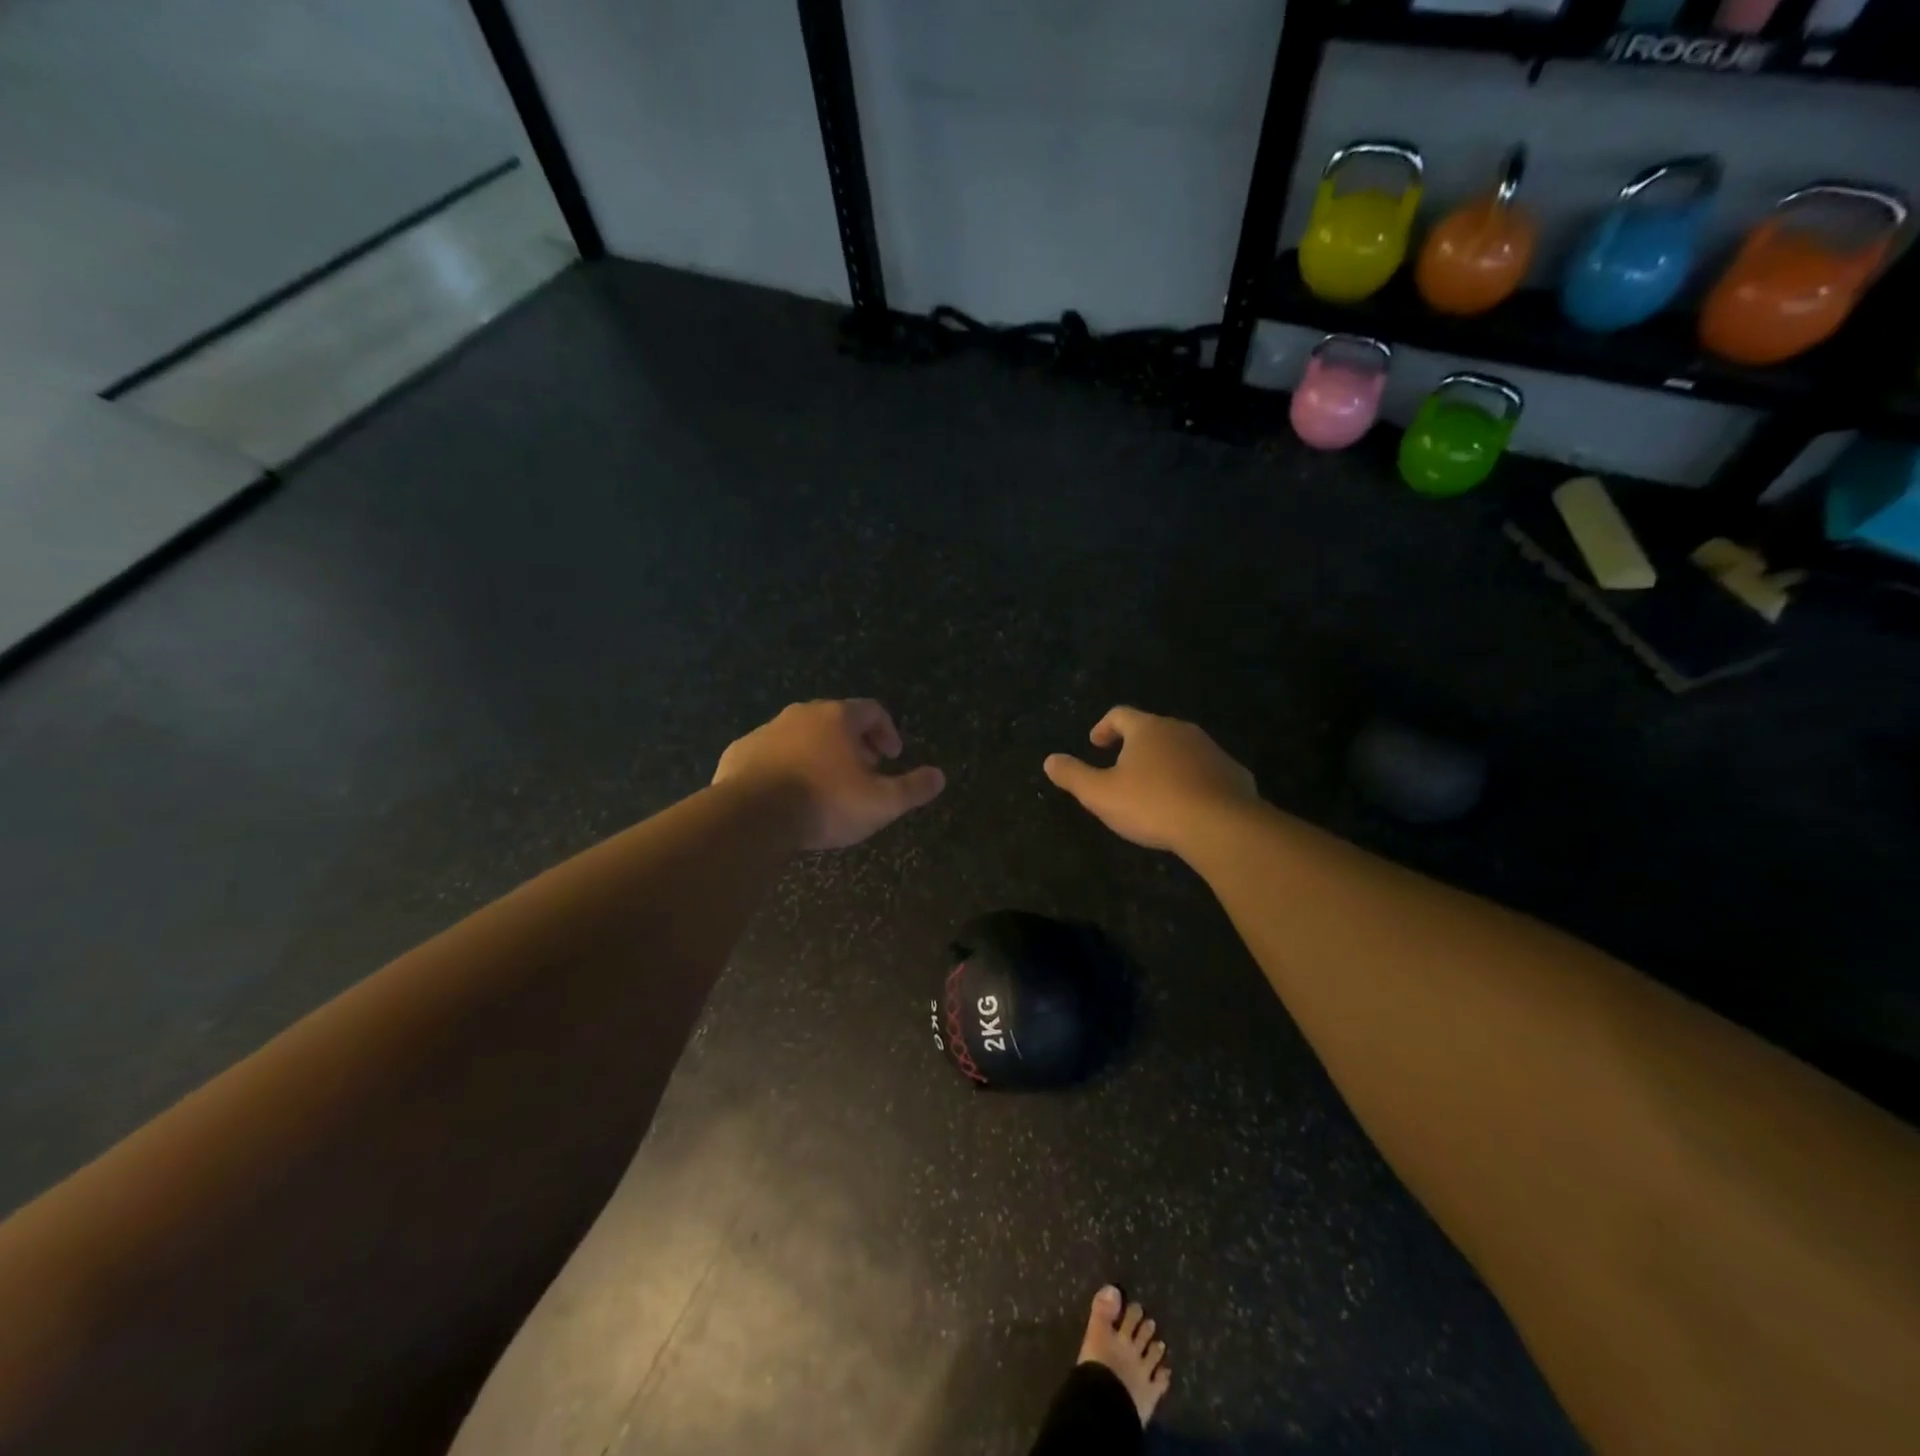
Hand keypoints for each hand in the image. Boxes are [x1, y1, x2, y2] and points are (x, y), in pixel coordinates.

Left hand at [714, 699, 945, 850]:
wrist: (752, 817)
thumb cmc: (825, 803)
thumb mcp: (881, 803)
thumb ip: (913, 788)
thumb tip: (939, 776)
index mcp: (837, 718)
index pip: (871, 710)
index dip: (887, 731)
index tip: (891, 757)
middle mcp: (801, 714)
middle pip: (835, 720)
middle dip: (853, 743)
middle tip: (861, 771)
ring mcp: (766, 731)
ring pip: (800, 735)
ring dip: (817, 753)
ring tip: (825, 785)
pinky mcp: (739, 752)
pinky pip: (769, 753)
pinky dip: (784, 765)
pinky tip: (786, 793)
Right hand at [1043, 706, 1256, 853]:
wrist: (1221, 826)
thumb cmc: (1152, 804)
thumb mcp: (1100, 794)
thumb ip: (1073, 775)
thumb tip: (1050, 760)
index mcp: (1147, 729)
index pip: (1120, 715)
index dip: (1104, 727)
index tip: (1095, 744)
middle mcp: (1181, 730)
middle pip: (1152, 729)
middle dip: (1135, 746)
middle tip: (1122, 768)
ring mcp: (1211, 750)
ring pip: (1181, 749)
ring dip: (1165, 763)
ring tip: (1154, 790)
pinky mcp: (1234, 773)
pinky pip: (1206, 771)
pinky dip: (1192, 780)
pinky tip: (1187, 805)